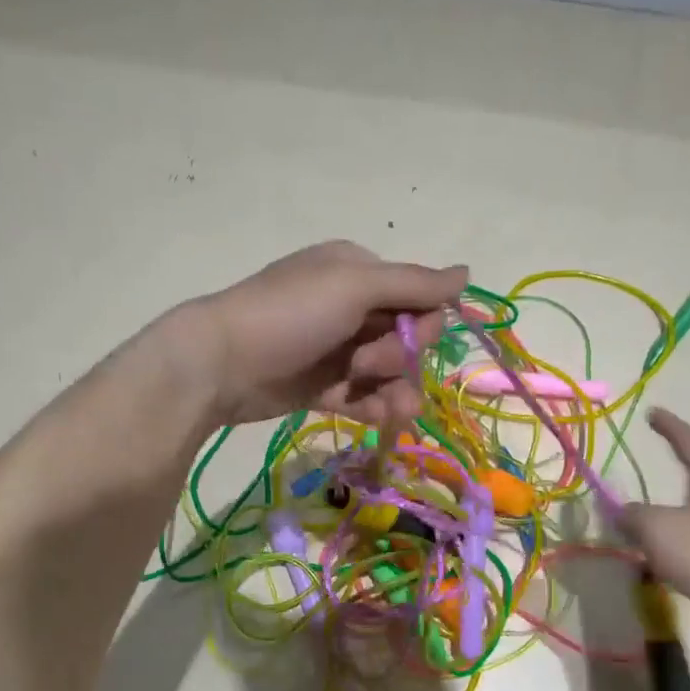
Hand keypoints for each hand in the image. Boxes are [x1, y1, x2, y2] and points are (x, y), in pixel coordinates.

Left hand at [185, 241, 468, 427]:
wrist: (222, 365)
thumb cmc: (290, 315)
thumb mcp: (353, 286)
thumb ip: (414, 283)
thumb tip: (468, 273)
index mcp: (359, 272)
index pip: (417, 298)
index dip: (422, 324)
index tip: (407, 338)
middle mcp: (350, 307)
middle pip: (405, 338)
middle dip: (398, 358)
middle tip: (366, 364)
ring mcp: (336, 349)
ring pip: (387, 373)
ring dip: (395, 391)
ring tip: (392, 412)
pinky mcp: (322, 386)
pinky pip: (362, 396)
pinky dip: (372, 406)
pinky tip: (374, 418)